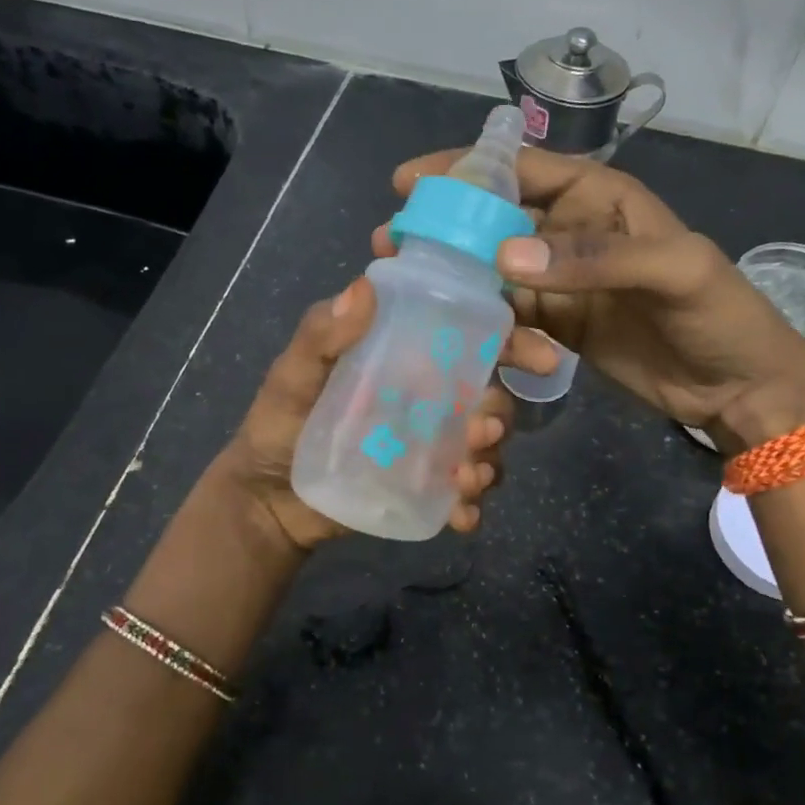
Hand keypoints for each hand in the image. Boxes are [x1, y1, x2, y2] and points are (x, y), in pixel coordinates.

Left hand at [213, 277, 517, 552]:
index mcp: (404, 357)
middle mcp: (427, 397)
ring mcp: (430, 445)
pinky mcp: (426, 486)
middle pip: (486, 396)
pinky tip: (462, 517)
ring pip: (483, 446)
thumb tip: (363, 287)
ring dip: (490, 460)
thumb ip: (322, 336)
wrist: (267, 501)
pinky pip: (464, 491)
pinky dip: (472, 503)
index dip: (511, 340)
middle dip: (499, 413)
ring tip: (468, 478)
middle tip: (484, 431)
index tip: (537, 356)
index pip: (467, 338)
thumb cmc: (277, 426)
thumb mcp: (292, 376)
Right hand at [379, 147, 804, 445]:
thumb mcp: (672, 271)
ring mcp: (562, 282)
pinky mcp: (559, 325)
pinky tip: (479, 342)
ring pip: (495, 272)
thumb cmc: (719, 314)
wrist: (739, 387)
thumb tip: (502, 259)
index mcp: (600, 197)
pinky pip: (511, 317)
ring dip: (459, 282)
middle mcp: (572, 232)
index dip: (464, 170)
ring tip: (418, 296)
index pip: (521, 169)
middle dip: (446, 230)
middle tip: (394, 246)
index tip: (408, 184)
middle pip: (495, 221)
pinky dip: (492, 328)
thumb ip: (593, 258)